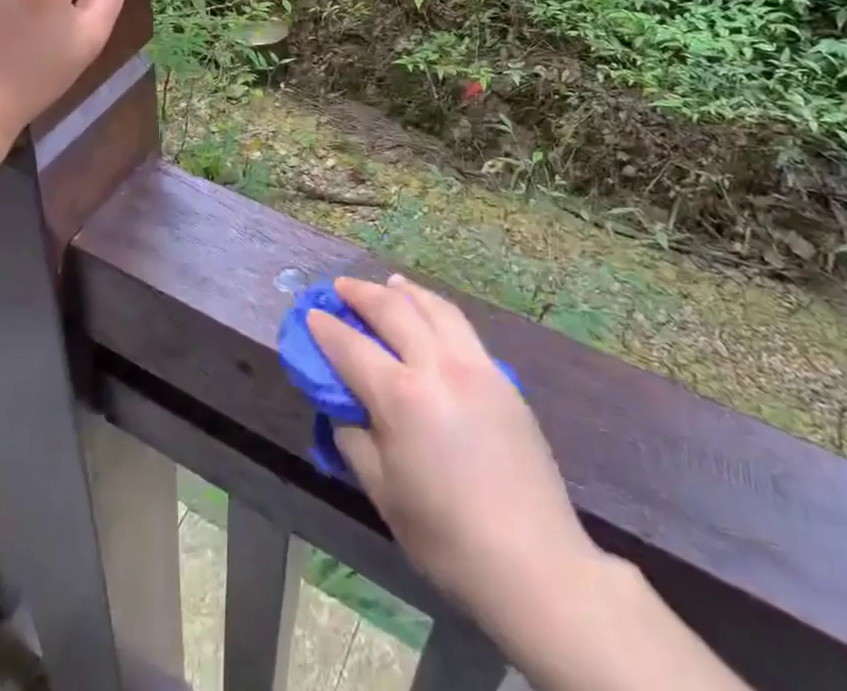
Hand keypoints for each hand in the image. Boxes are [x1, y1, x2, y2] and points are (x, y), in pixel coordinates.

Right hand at [308, 275, 599, 625]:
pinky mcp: (501, 377)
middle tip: (341, 286)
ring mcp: (475, 365)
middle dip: (362, 293)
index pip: (351, 347)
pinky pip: (460, 326)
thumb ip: (355, 439)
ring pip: (434, 307)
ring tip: (388, 284)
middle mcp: (437, 366)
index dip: (326, 328)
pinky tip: (430, 314)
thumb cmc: (448, 539)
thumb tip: (343, 406)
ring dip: (404, 291)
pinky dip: (436, 309)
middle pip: (393, 310)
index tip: (311, 313)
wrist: (535, 563)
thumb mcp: (384, 494)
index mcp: (401, 397)